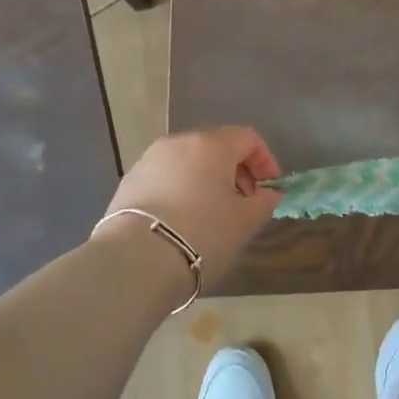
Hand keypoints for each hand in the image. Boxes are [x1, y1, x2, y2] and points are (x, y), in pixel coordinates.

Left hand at [100, 127, 282, 286]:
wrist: (136, 260)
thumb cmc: (202, 234)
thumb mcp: (245, 222)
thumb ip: (264, 202)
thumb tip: (268, 193)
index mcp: (211, 145)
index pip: (247, 138)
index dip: (265, 160)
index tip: (269, 189)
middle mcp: (179, 142)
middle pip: (216, 146)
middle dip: (235, 171)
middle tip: (244, 202)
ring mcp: (149, 160)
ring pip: (189, 162)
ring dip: (207, 180)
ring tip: (212, 213)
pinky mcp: (129, 181)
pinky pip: (166, 177)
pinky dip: (181, 190)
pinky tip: (182, 220)